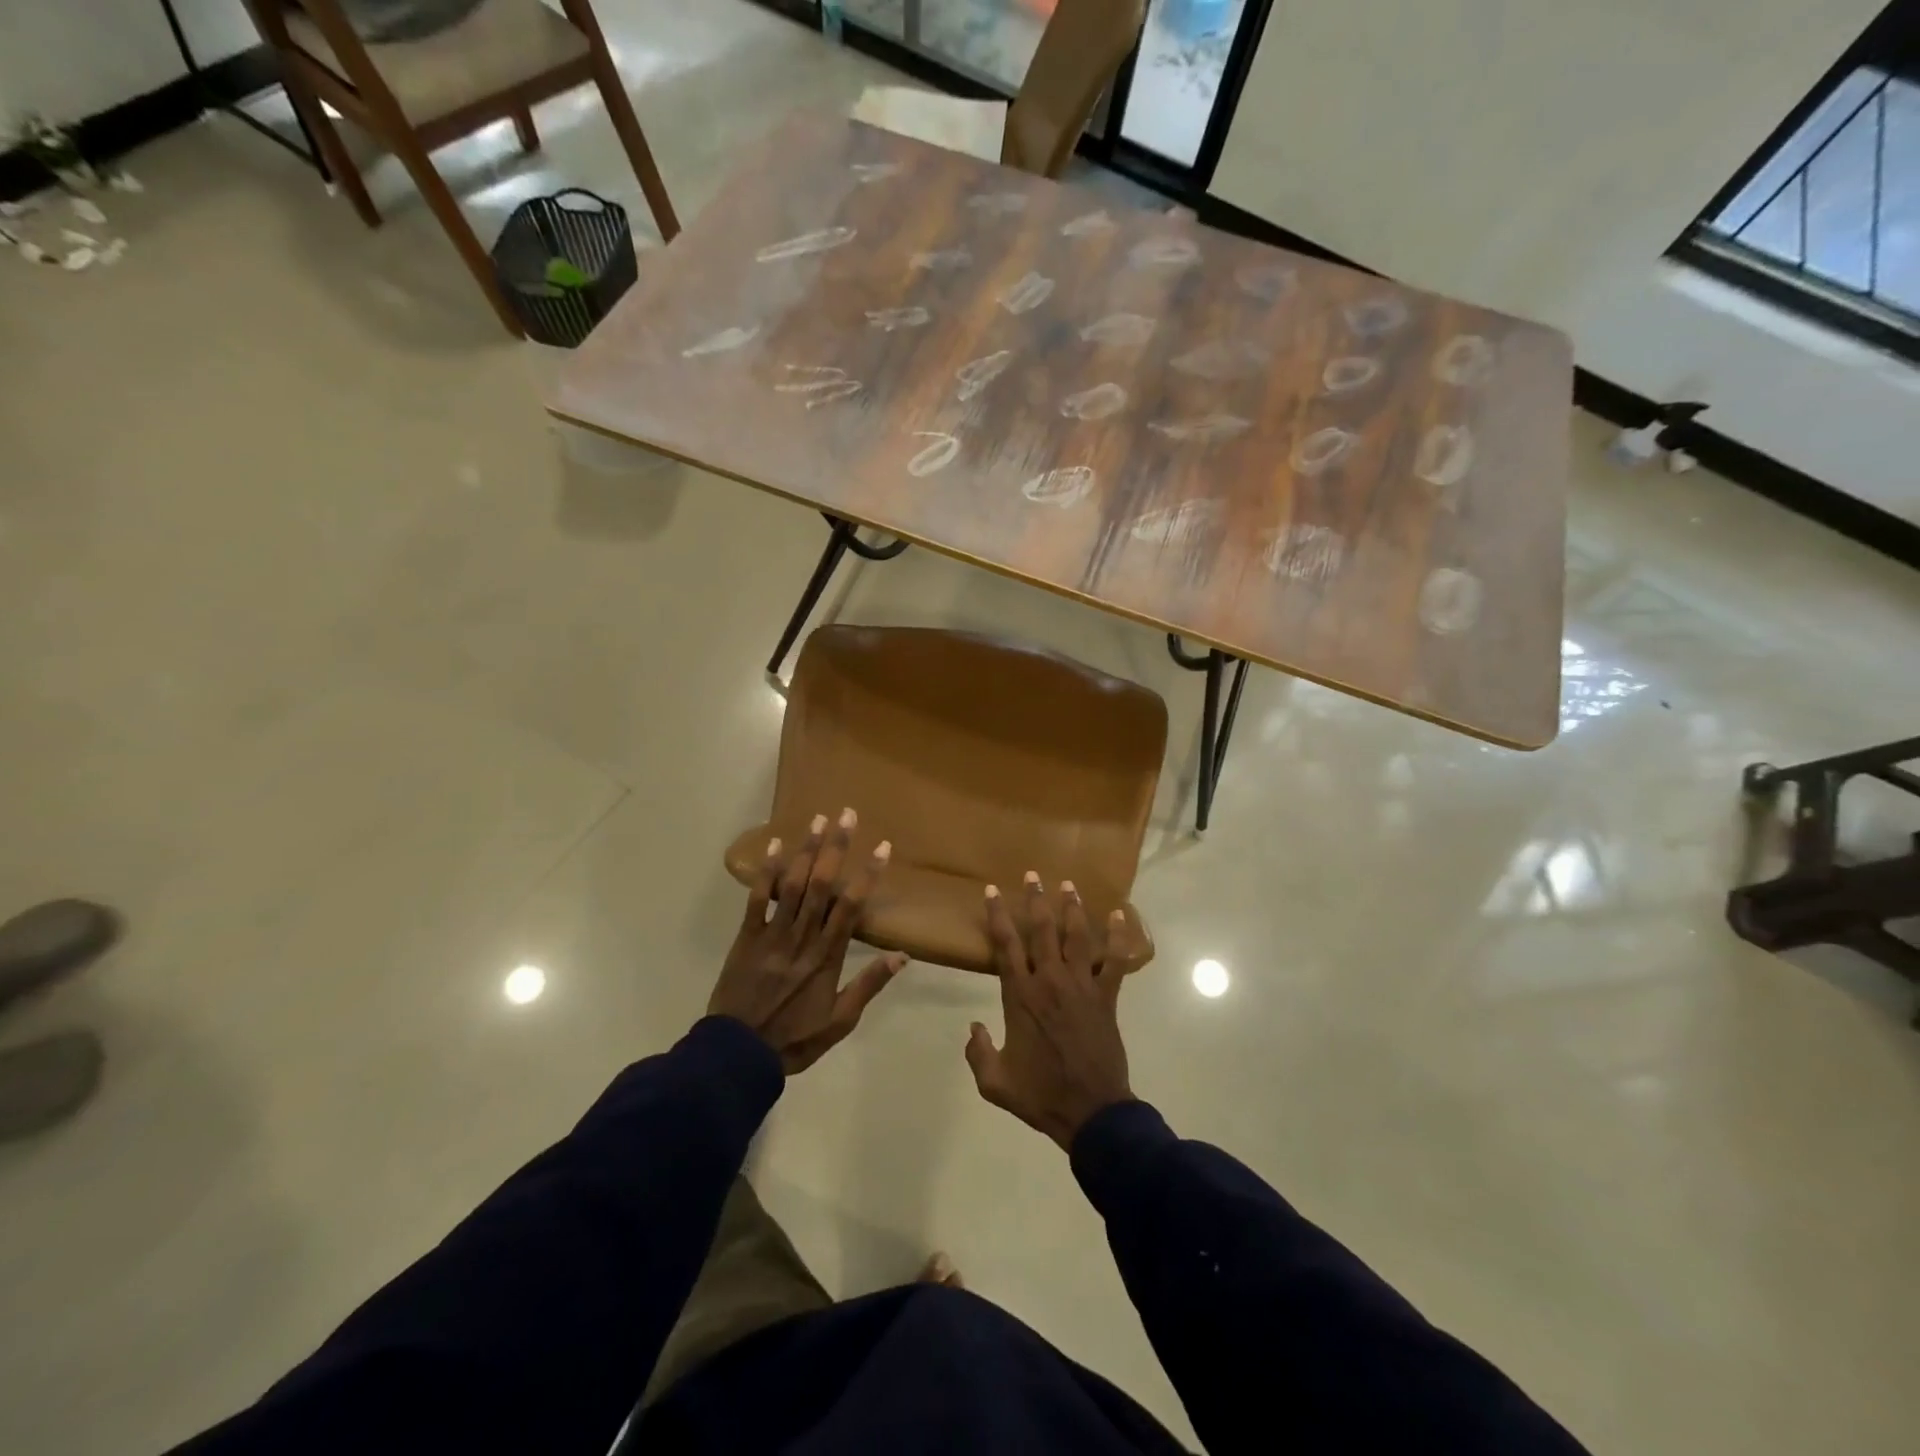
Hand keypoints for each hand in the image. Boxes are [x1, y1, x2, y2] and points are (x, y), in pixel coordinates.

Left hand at [710, 808, 905, 1073]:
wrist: (737, 1055)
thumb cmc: (794, 1039)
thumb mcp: (840, 1021)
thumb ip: (869, 985)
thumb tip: (902, 955)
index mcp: (827, 957)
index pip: (851, 907)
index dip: (867, 875)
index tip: (881, 847)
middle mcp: (802, 938)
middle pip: (822, 885)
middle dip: (836, 847)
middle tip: (846, 815)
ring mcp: (772, 935)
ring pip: (792, 885)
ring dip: (806, 851)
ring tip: (818, 819)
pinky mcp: (746, 937)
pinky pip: (757, 900)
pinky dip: (764, 872)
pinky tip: (773, 845)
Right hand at [965, 872, 1142, 1150]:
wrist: (1091, 1112)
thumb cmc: (1041, 1095)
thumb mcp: (994, 1083)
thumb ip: (977, 1053)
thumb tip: (972, 1027)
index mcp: (1020, 996)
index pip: (1005, 945)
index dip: (997, 915)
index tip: (992, 890)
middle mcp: (1049, 981)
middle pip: (1041, 930)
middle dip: (1035, 900)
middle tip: (1032, 875)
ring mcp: (1081, 986)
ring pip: (1075, 937)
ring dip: (1071, 908)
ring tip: (1068, 884)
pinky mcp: (1106, 997)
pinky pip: (1114, 961)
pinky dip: (1117, 937)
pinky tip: (1118, 914)